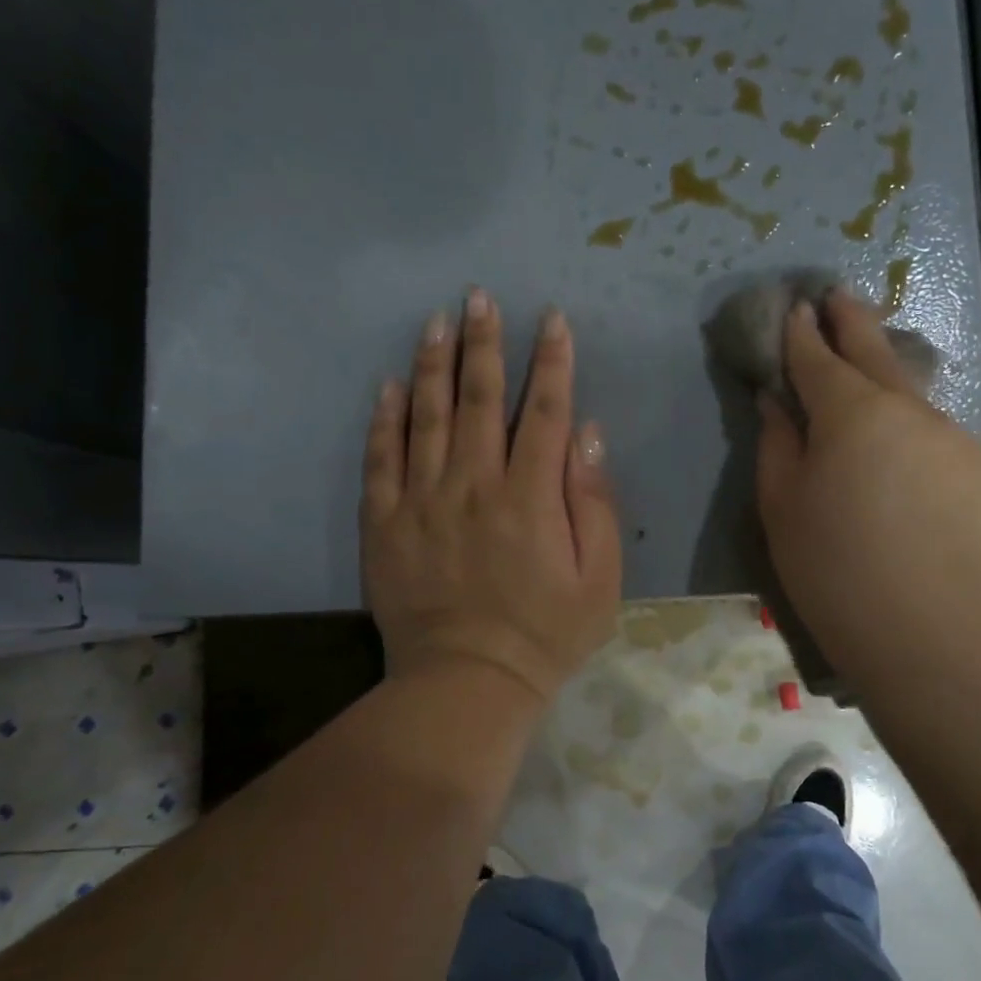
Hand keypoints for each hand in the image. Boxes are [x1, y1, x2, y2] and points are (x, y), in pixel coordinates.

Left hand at [361, 289, 621, 705]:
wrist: (466, 683)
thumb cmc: (546, 634)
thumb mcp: (600, 579)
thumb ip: (595, 502)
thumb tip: (587, 432)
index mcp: (530, 496)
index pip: (543, 411)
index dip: (551, 361)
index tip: (551, 319)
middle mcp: (473, 485)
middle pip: (479, 399)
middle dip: (485, 343)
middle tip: (480, 296)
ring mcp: (422, 501)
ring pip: (426, 417)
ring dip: (434, 364)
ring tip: (437, 320)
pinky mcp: (385, 523)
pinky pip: (381, 460)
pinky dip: (385, 420)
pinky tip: (389, 386)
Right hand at [756, 291, 980, 680]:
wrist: (925, 632)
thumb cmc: (832, 568)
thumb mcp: (781, 506)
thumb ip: (777, 443)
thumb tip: (777, 402)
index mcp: (852, 413)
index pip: (819, 358)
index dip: (802, 333)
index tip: (796, 307)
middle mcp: (910, 411)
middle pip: (877, 354)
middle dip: (853, 322)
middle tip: (839, 295)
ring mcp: (956, 440)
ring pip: (913, 402)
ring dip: (887, 390)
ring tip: (871, 399)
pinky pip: (939, 443)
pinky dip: (916, 442)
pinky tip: (908, 476)